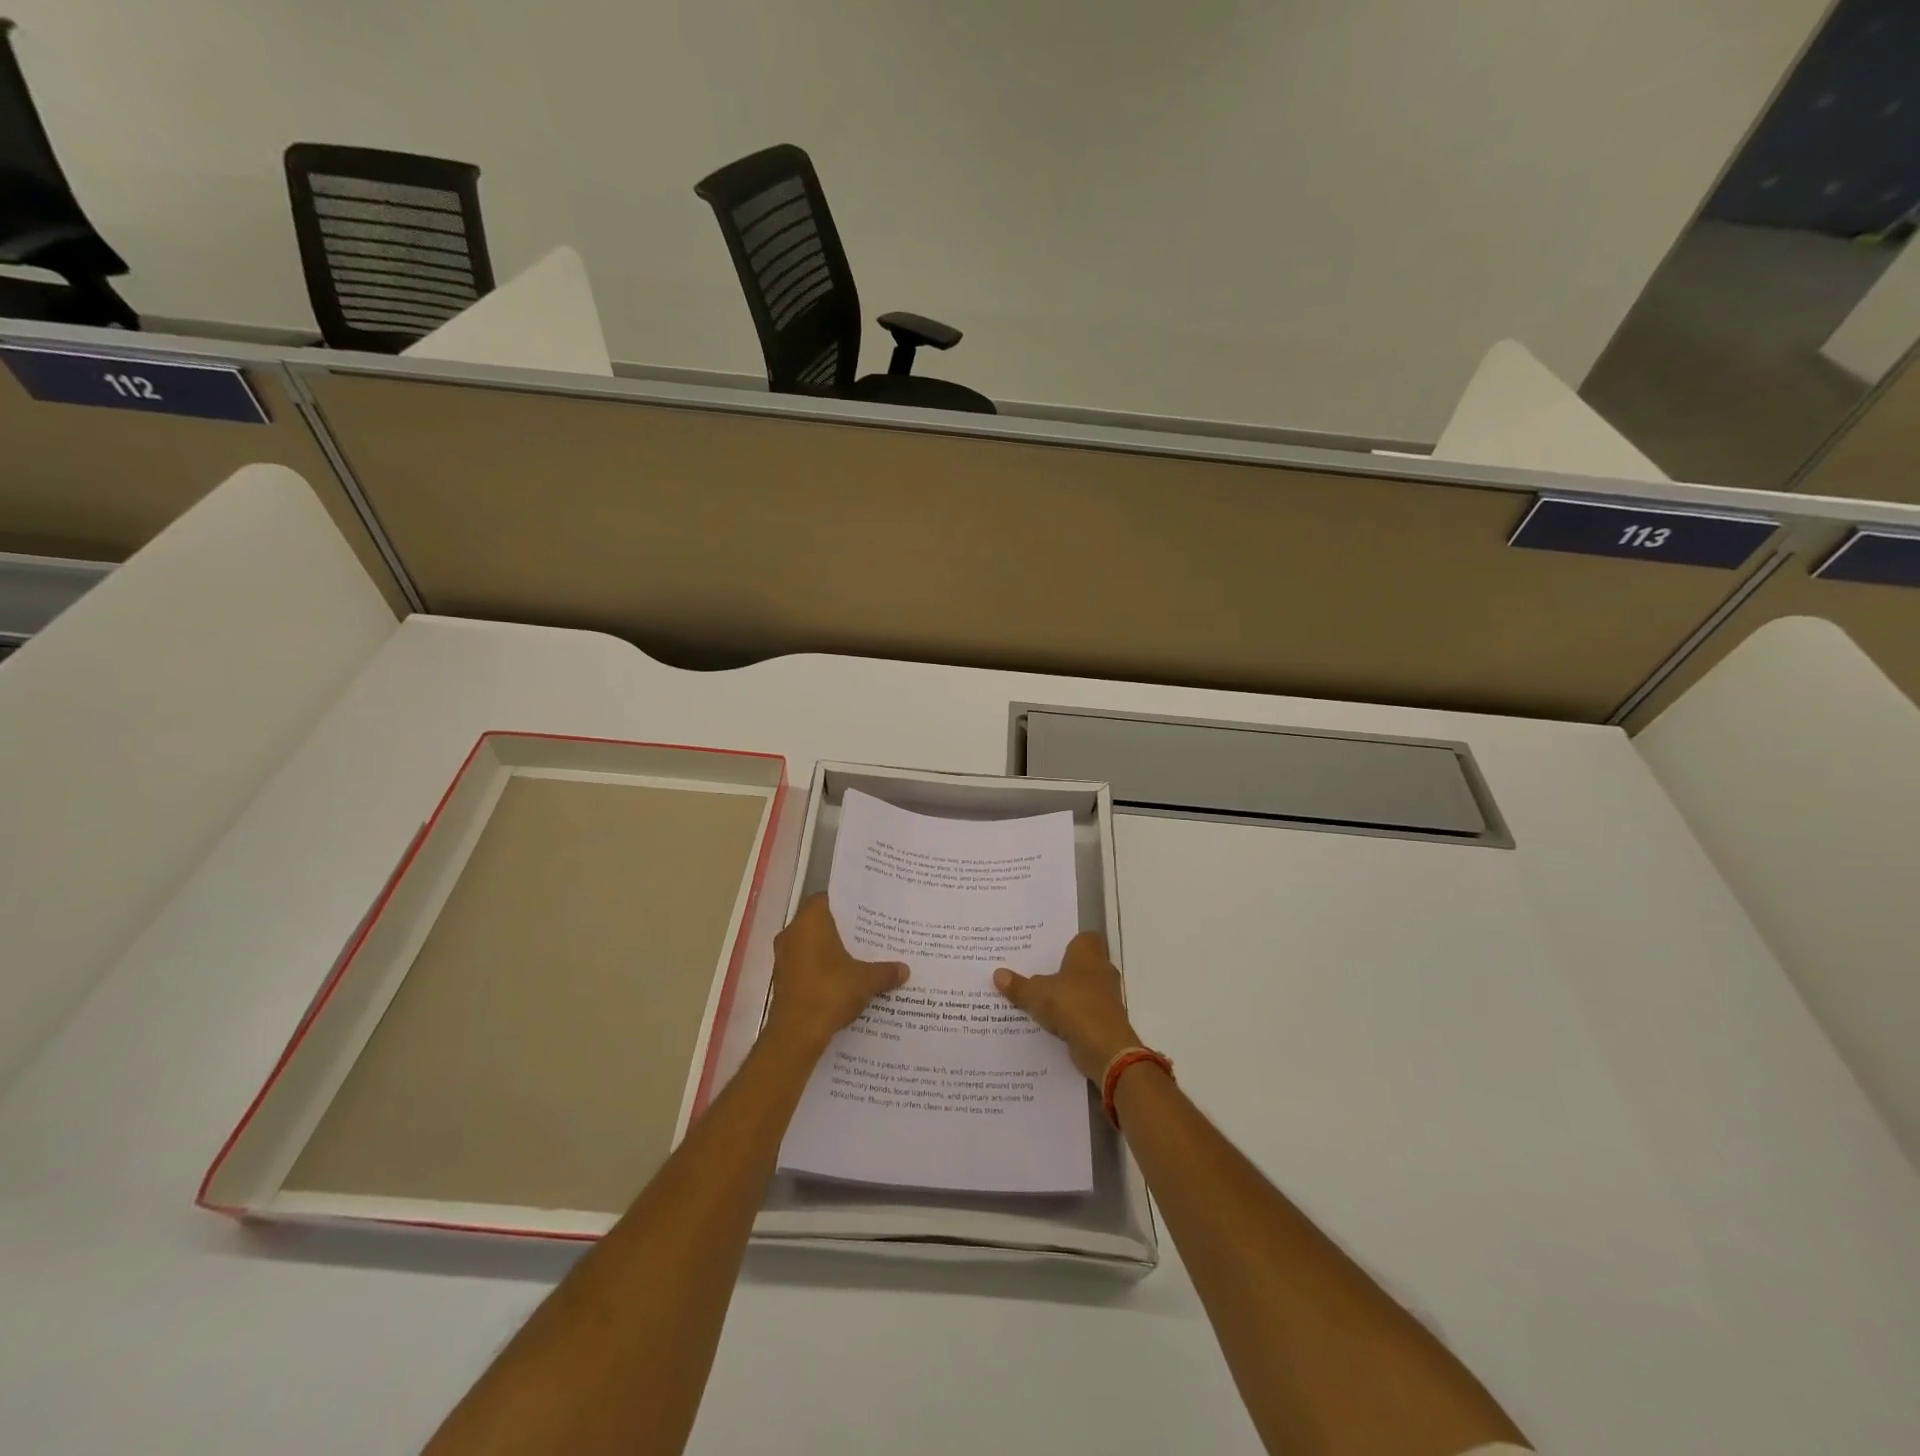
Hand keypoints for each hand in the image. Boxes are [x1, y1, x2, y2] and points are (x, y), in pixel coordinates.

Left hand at [764, 895, 907, 1055]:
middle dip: (841, 929)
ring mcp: (784, 958)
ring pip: (811, 945)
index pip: (825, 899)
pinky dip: (821, 969)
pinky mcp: (782, 980)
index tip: (864, 909)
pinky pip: (805, 965)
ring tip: (859, 957)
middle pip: (819, 922)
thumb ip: (885, 971)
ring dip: (830, 951)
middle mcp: (792, 934)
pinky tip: (843, 980)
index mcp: (809, 922)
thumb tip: (904, 969)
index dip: (845, 903)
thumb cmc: (830, 992)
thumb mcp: (865, 980)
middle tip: (868, 933)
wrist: (796, 1034)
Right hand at [994, 932, 1141, 1081]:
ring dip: (1067, 995)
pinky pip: (1085, 1012)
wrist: (1104, 1047)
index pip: (1083, 938)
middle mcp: (1102, 970)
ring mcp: (1107, 996)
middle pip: (1082, 964)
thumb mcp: (1036, 994)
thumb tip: (997, 974)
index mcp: (1088, 954)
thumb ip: (1018, 985)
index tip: (1047, 950)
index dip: (1067, 942)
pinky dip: (1072, 1016)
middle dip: (1062, 970)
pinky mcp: (1106, 1020)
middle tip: (1035, 973)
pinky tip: (1051, 1023)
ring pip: (1083, 989)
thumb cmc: (1072, 1005)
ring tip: (1038, 999)